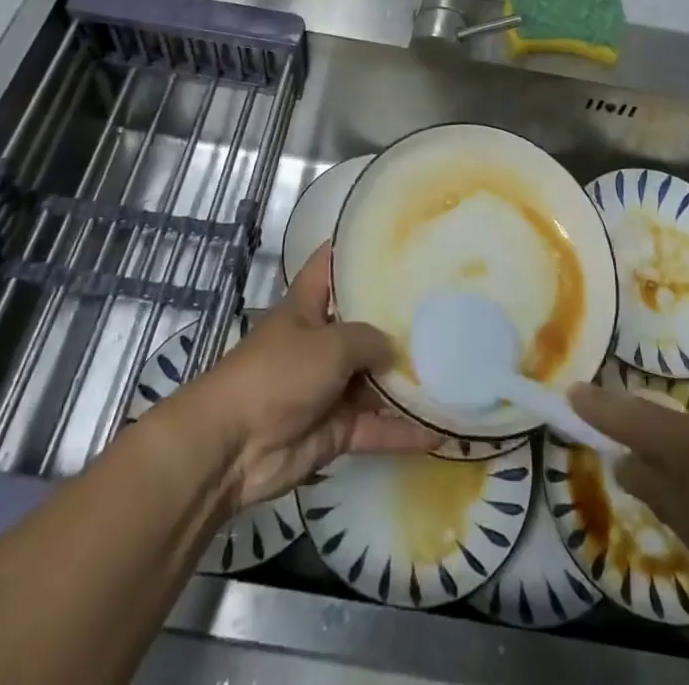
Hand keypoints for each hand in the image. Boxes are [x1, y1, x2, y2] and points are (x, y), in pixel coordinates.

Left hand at [170, 245, 437, 509]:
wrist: (233, 447)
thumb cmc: (278, 374)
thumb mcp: (329, 344)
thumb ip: (368, 340)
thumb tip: (395, 349)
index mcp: (309, 305)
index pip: (332, 264)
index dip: (358, 250)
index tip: (398, 240)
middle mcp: (321, 340)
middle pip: (364, 324)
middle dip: (398, 320)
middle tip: (446, 306)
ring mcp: (329, 386)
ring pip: (375, 378)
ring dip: (407, 379)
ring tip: (455, 367)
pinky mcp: (335, 428)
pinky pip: (376, 426)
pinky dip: (403, 431)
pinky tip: (441, 430)